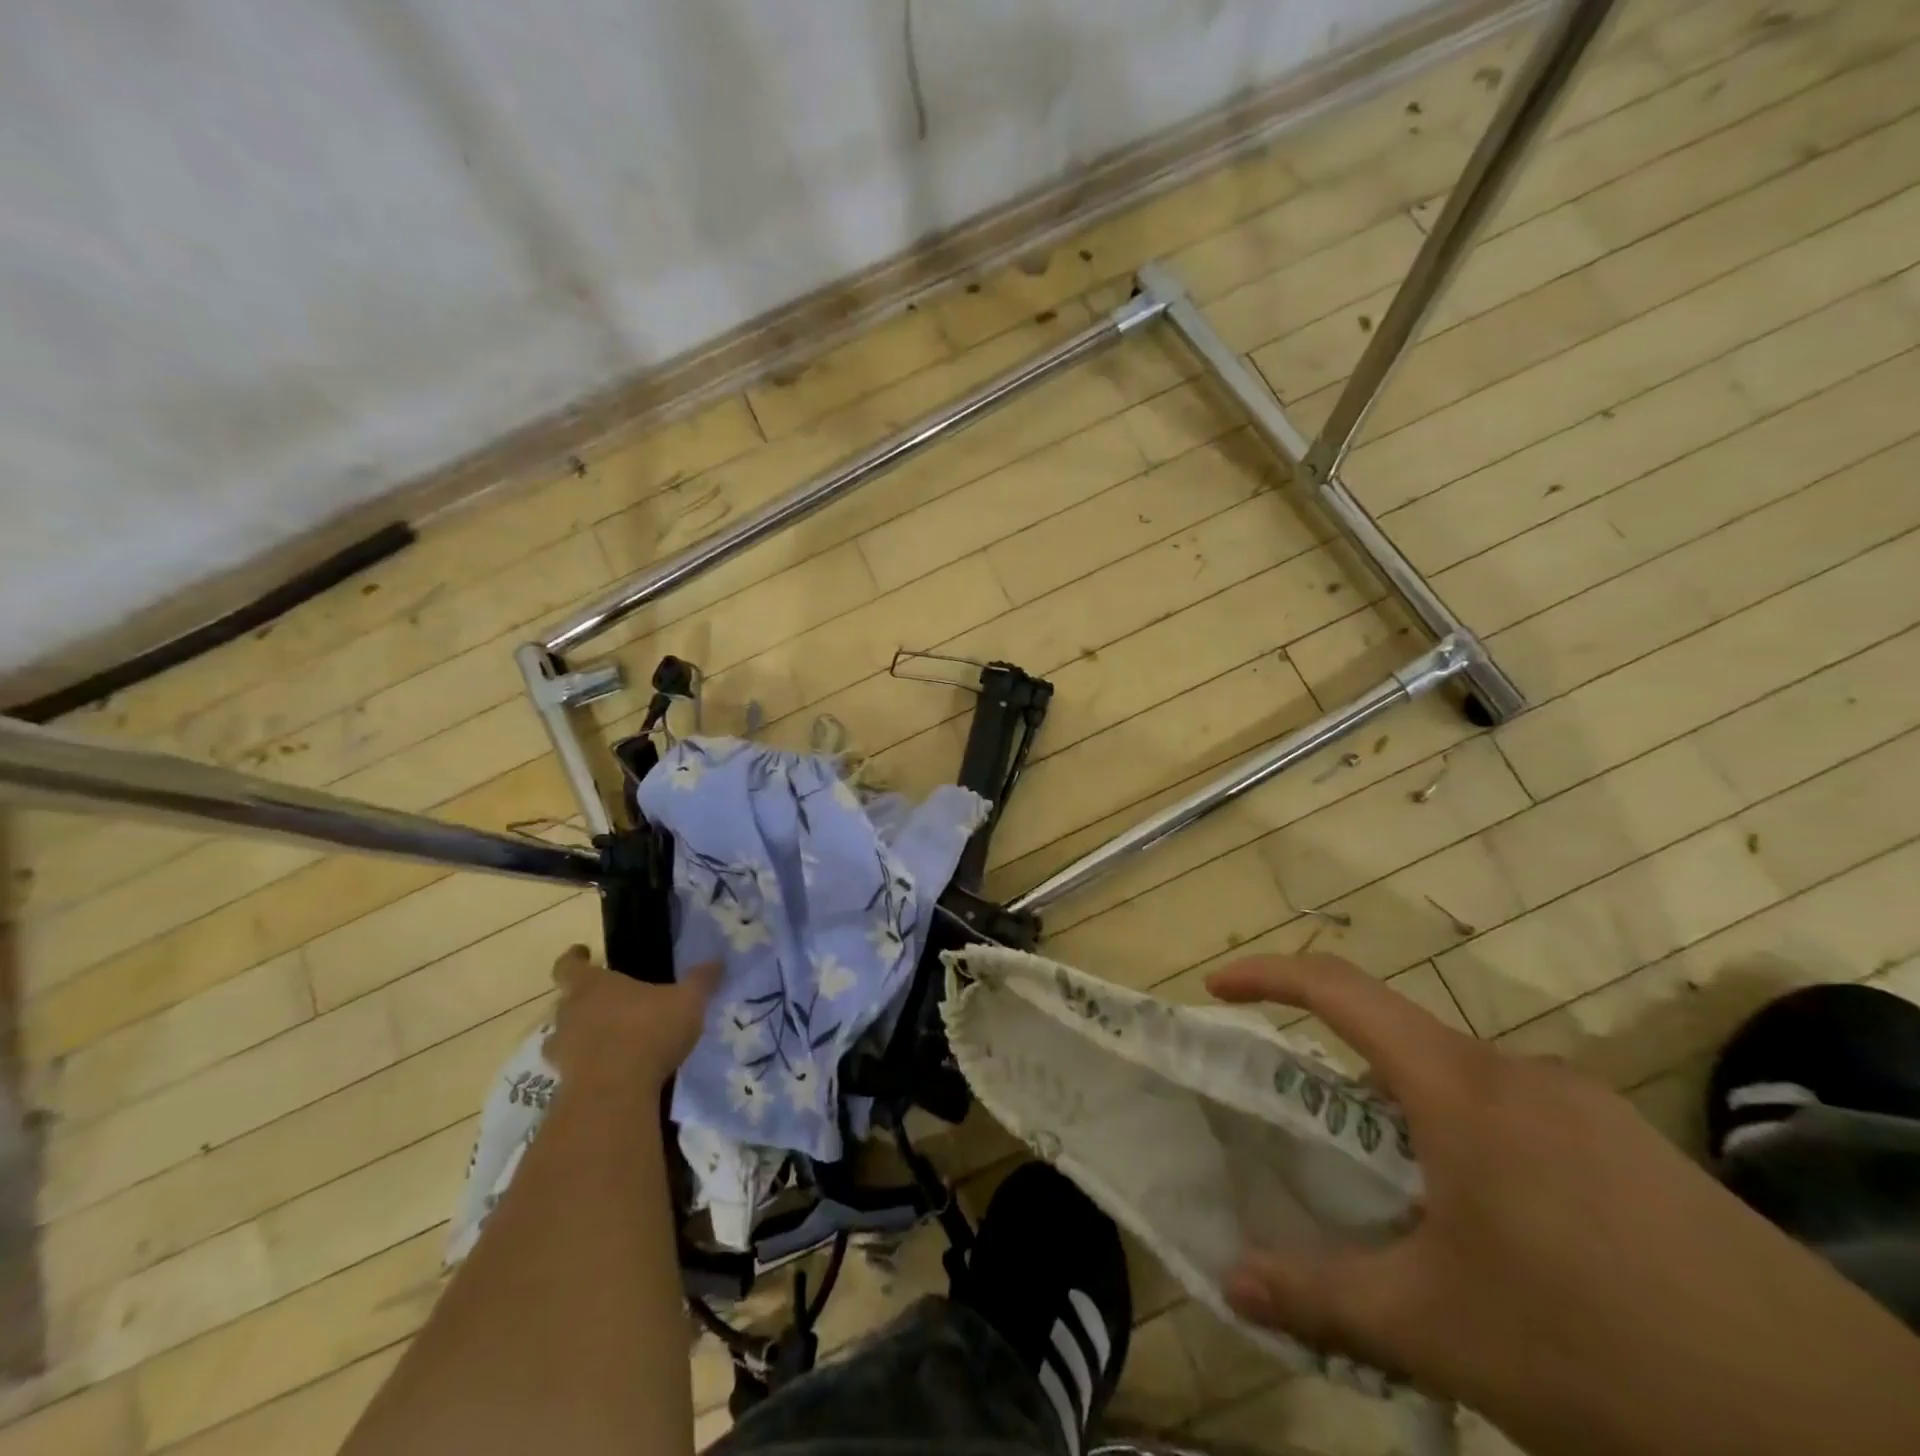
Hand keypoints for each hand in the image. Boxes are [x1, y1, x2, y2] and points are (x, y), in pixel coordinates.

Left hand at [545, 945, 719, 1101]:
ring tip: (610, 1040)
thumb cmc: (648, 1032)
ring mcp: (563, 1051)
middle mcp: (569, 1014)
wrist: (615, 1095)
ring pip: (564, 1037)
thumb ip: (701, 980)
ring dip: (581, 1037)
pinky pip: (574, 1069)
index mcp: (592, 986)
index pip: (568, 965)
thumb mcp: (687, 1001)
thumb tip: (717, 961)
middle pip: (566, 1002)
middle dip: (584, 1001)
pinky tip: (613, 1071)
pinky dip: (588, 1068)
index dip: (574, 958)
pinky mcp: (565, 1084)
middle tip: (611, 1003)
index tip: (583, 953)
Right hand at [1208, 953, 1919, 1455]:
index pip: (1340, 990)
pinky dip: (1475, 1151)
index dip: (1268, 975)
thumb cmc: (1603, 1351)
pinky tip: (1504, 1243)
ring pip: (1462, 1088)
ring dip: (1413, 1127)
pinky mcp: (1639, 1152)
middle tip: (1316, 1150)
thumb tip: (1231, 1281)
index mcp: (1461, 1087)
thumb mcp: (1442, 1330)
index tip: (1218, 988)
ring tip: (1409, 1215)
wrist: (1851, 1439)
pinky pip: (1522, 1122)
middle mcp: (1520, 1074)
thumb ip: (1324, 1295)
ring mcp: (1588, 1109)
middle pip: (1399, 1044)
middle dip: (1342, 1084)